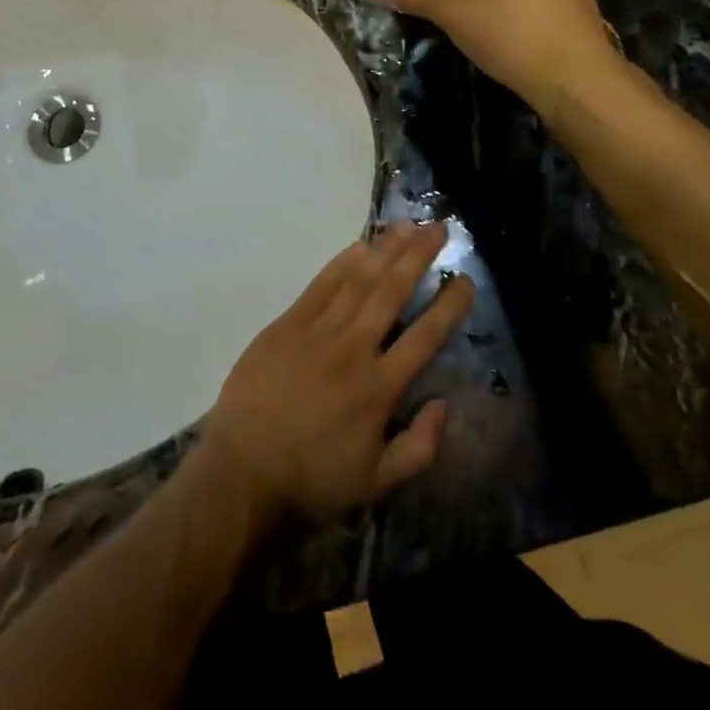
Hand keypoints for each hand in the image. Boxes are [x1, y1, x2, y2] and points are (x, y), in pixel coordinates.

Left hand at [205, 222, 473, 524]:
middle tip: (439, 227)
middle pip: (392, 293)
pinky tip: (360, 244)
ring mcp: (318, 331)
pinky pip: (321, 284)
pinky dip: (342, 262)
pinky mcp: (289, 323)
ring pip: (359, 280)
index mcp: (379, 388)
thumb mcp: (375, 484)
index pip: (424, 336)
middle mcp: (354, 349)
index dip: (448, 306)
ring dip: (385, 250)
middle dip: (418, 257)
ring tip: (407, 225)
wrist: (243, 469)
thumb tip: (444, 405)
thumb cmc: (313, 479)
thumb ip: (418, 449)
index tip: (465, 279)